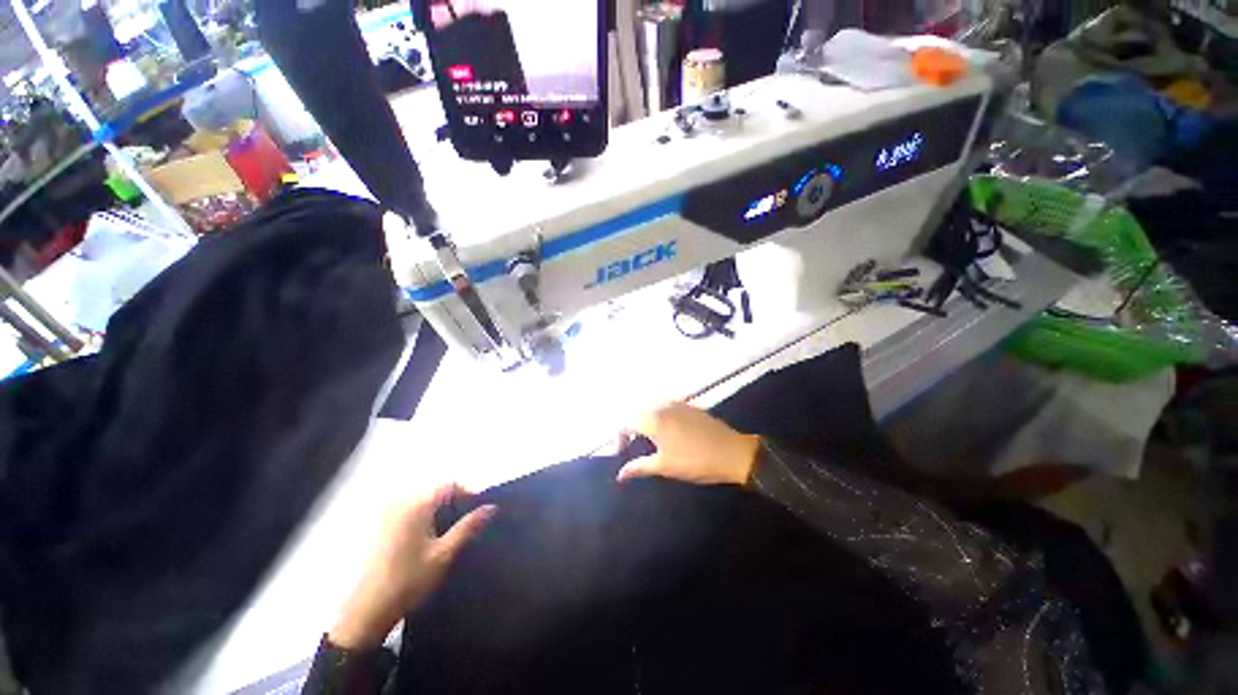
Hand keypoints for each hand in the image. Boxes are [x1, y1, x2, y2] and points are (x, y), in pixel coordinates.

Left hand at [329, 485, 495, 649]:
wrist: (368, 611)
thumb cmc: (409, 580)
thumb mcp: (445, 554)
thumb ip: (468, 527)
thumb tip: (492, 507)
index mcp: (416, 505)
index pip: (450, 485)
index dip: (468, 494)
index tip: (479, 512)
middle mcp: (400, 503)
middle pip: (436, 490)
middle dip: (454, 502)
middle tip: (467, 523)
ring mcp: (387, 514)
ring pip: (423, 500)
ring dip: (440, 510)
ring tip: (451, 532)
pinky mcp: (381, 527)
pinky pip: (410, 510)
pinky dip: (425, 516)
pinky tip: (429, 538)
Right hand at [617, 402, 759, 486]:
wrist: (732, 452)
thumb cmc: (695, 461)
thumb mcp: (664, 467)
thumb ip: (639, 467)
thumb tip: (620, 475)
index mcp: (652, 420)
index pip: (625, 422)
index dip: (618, 437)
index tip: (622, 453)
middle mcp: (661, 406)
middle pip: (636, 411)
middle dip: (629, 426)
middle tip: (631, 445)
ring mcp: (676, 403)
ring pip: (650, 406)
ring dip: (643, 419)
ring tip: (646, 438)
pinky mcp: (688, 405)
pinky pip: (664, 404)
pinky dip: (657, 414)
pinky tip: (664, 429)